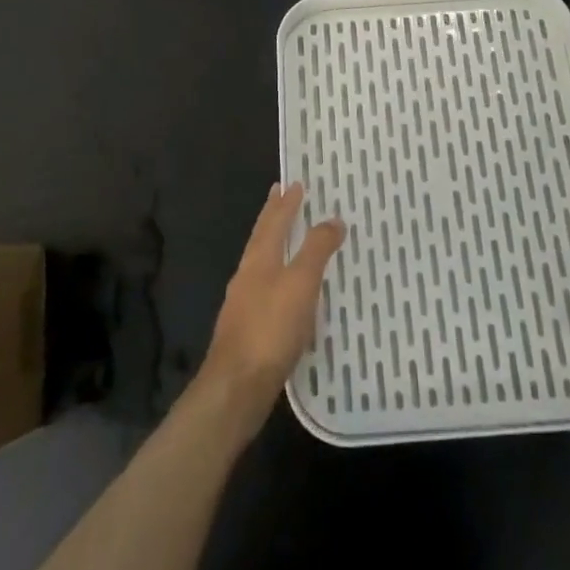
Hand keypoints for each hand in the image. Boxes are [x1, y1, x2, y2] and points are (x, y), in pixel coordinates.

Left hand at [195, 182, 345, 437]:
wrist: (237, 387)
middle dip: (273, 216)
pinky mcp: (248, 329)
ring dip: (275, 245)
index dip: (285, 202)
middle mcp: (247, 274)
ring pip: (261, 262)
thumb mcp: (300, 284)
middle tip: (282, 197)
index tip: (294, 183)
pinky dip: (277, 276)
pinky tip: (287, 291)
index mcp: (259, 259)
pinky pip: (265, 288)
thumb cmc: (270, 328)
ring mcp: (243, 303)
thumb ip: (316, 250)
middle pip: (262, 237)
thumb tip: (333, 218)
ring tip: (289, 238)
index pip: (273, 221)